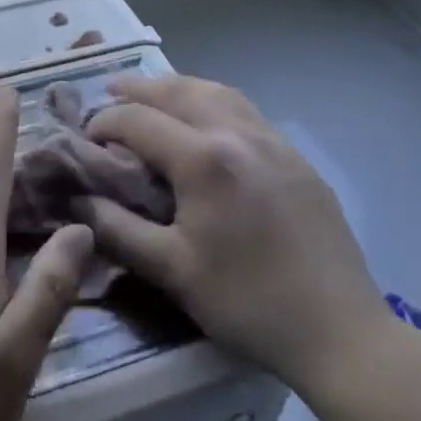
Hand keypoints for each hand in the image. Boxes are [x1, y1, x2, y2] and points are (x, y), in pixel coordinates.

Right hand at [81, 75, 389, 397]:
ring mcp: (271, 139)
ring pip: (214, 91)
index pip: (138, 119)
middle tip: (110, 90)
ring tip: (154, 93)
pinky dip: (212, 100)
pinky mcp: (295, 156)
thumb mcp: (173, 272)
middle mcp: (235, 132)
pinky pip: (243, 109)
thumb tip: (78, 201)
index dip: (105, 122)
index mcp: (202, 158)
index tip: (85, 138)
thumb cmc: (248, 303)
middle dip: (137, 88)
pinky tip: (207, 119)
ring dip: (177, 87)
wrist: (342, 333)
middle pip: (176, 90)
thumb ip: (119, 230)